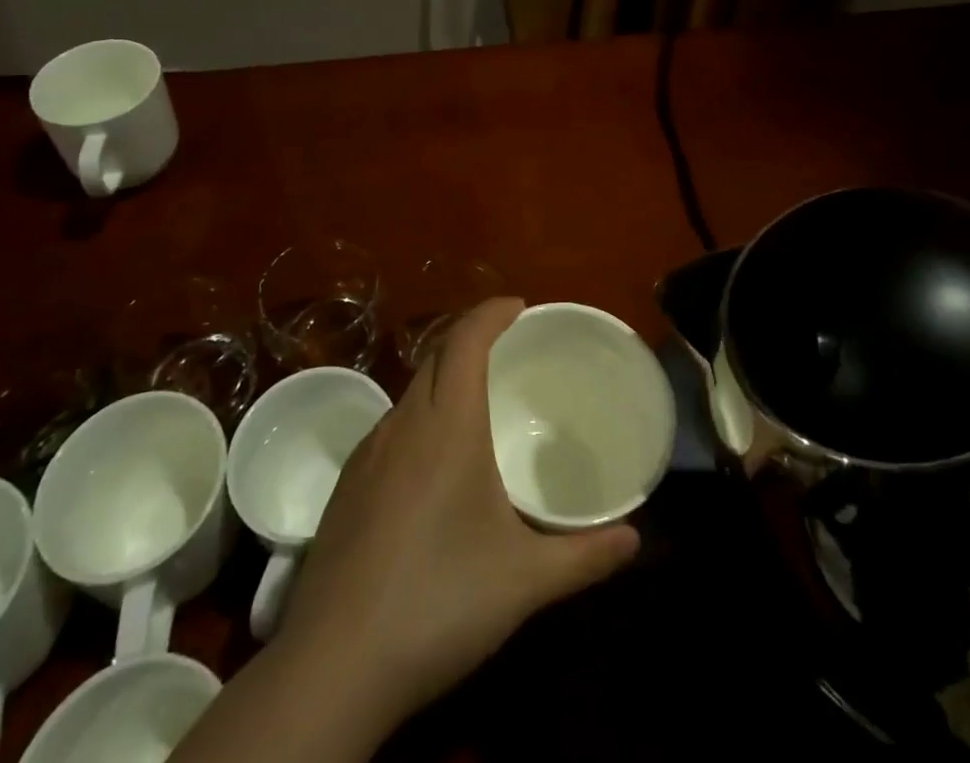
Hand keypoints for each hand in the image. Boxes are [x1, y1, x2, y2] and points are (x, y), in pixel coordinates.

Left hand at [278, 297, 638, 726]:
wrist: (333, 664)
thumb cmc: (439, 601)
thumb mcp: (525, 581)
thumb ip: (585, 556)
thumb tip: (636, 538)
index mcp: (447, 424)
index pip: (465, 339)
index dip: (490, 312)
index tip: (518, 306)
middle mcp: (403, 424)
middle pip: (435, 356)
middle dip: (471, 339)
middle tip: (507, 350)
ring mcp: (367, 455)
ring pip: (410, 393)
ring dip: (444, 380)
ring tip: (476, 407)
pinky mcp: (346, 488)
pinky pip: (390, 429)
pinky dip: (420, 420)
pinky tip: (432, 468)